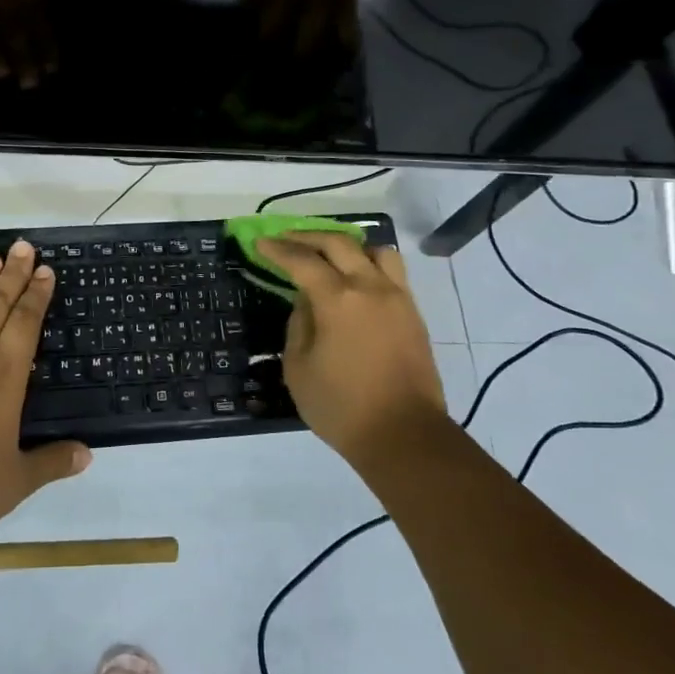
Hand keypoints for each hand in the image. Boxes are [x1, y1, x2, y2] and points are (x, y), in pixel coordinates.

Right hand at [256, 232, 446, 467]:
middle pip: (339, 243)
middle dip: (308, 237)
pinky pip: (392, 272)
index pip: (302, 261)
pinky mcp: (413, 314)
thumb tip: (306, 301)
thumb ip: (299, 324)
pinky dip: (369, 264)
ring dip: (348, 246)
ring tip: (330, 256)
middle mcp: (370, 287)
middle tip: (286, 240)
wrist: (404, 436)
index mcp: (338, 300)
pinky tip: (356, 279)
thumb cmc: (341, 407)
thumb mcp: (299, 368)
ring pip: (375, 250)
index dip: (278, 249)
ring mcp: (398, 298)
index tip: (260, 243)